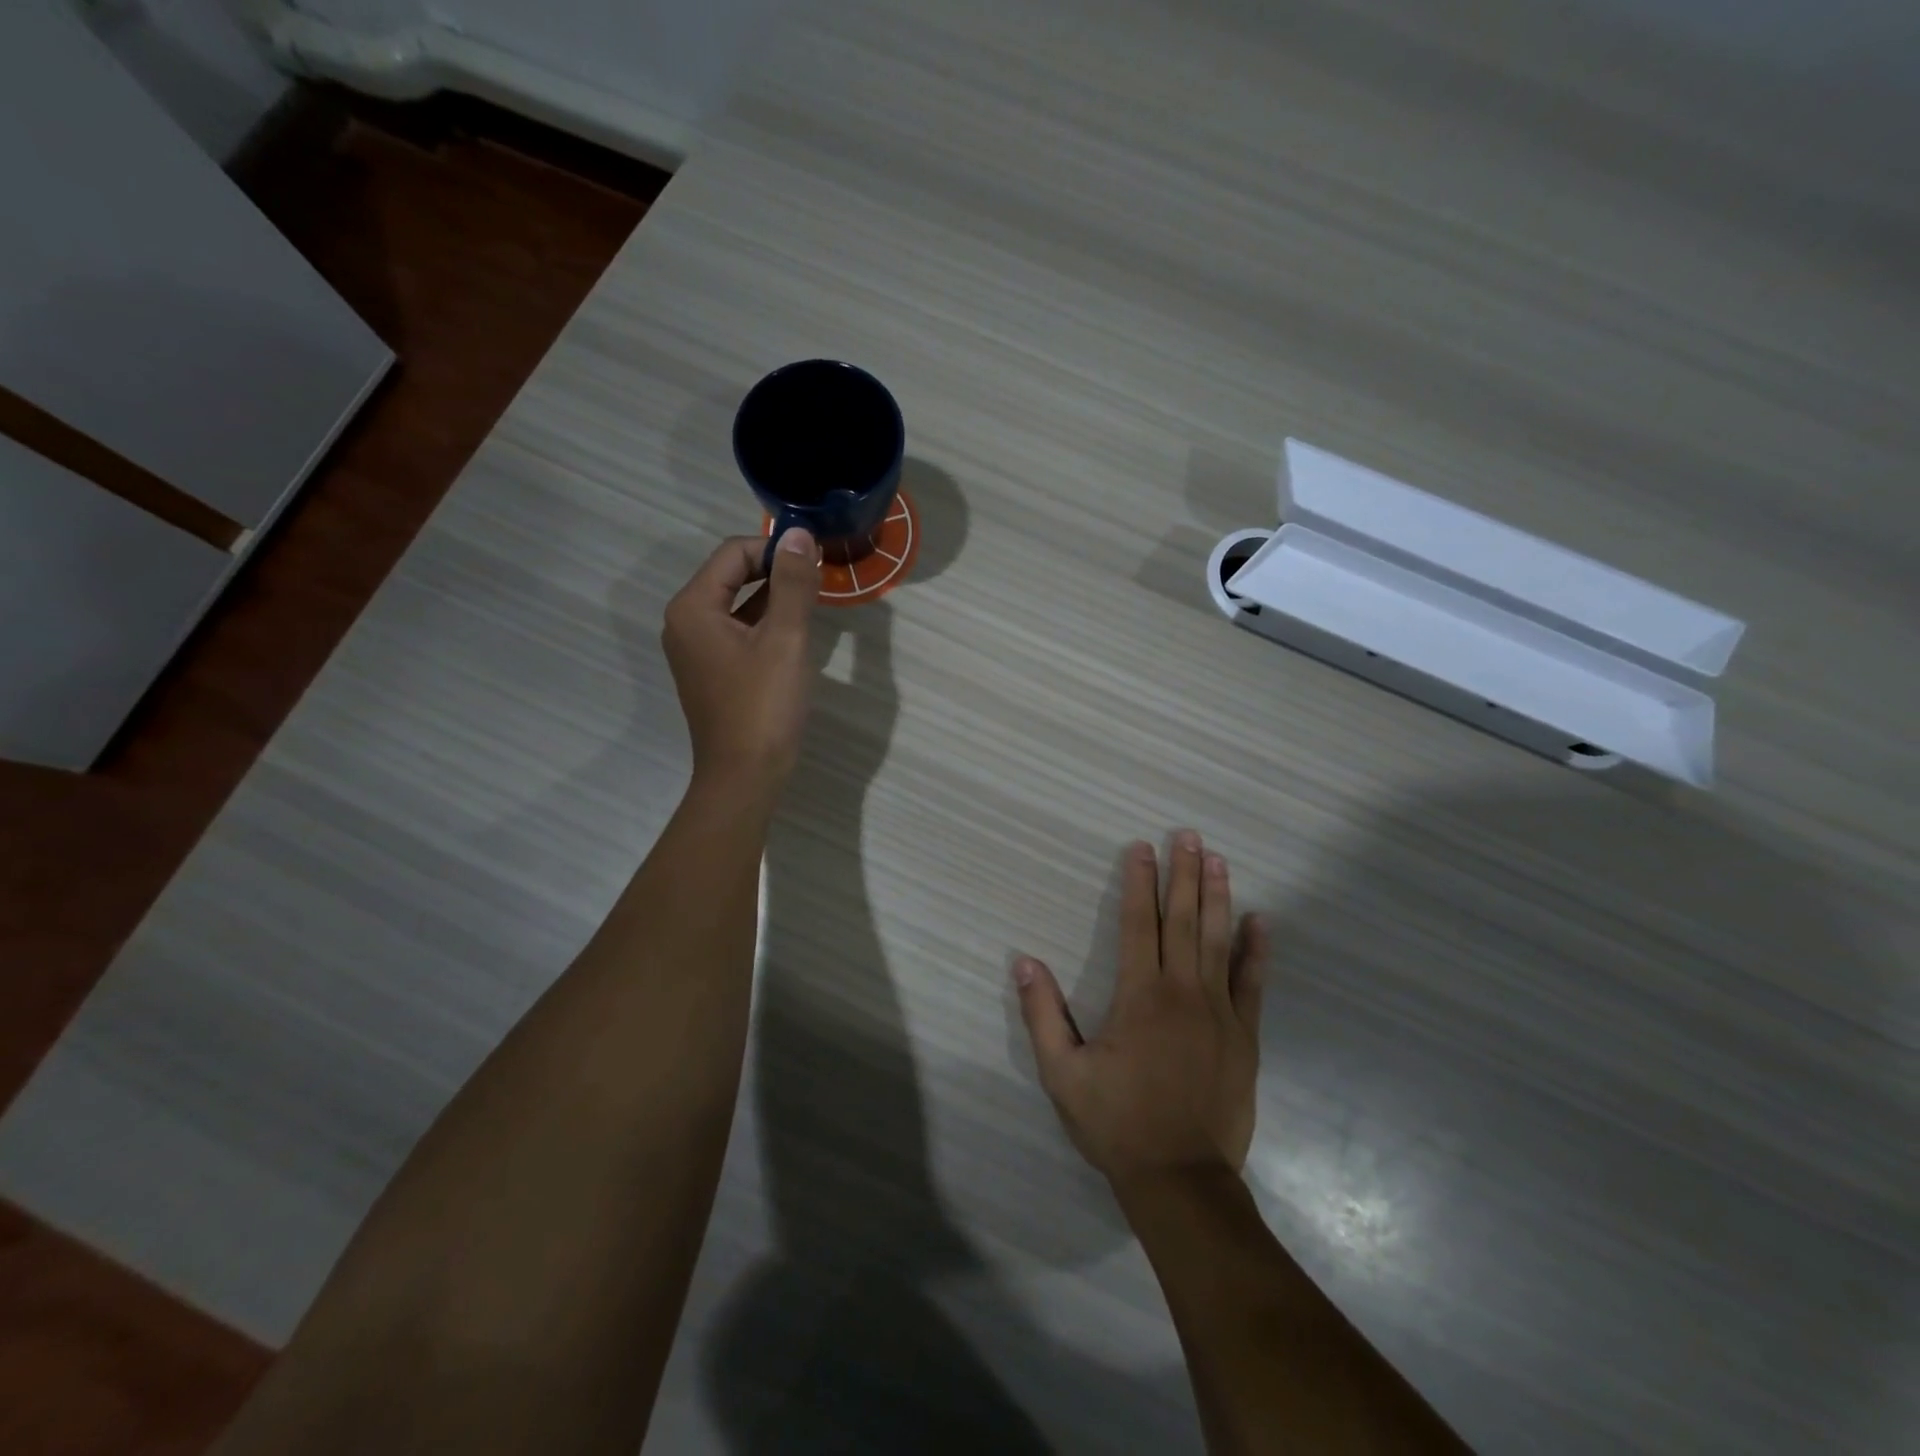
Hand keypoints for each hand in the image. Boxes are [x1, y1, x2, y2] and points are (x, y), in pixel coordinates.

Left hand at [662, 530, 819, 793]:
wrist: (745, 775)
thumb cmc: (764, 705)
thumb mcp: (785, 639)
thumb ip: (792, 583)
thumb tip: (797, 533)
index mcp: (693, 607)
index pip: (733, 553)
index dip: (775, 550)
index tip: (816, 560)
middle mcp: (685, 622)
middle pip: (731, 575)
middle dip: (774, 571)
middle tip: (817, 578)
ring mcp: (695, 649)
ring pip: (737, 604)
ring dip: (773, 597)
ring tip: (813, 602)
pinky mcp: (710, 671)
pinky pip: (737, 631)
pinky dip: (765, 624)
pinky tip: (794, 633)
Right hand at [1015, 832, 1269, 1192]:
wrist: (1181, 1179)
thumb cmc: (1117, 1123)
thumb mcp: (1063, 1073)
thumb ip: (1042, 1014)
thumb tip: (1025, 961)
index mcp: (1139, 996)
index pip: (1138, 924)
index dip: (1139, 883)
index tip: (1141, 847)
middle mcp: (1182, 992)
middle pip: (1183, 921)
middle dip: (1183, 874)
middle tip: (1188, 835)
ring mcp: (1219, 1013)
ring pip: (1219, 941)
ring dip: (1217, 897)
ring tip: (1217, 859)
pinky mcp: (1244, 1036)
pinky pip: (1252, 983)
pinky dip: (1256, 950)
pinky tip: (1260, 921)